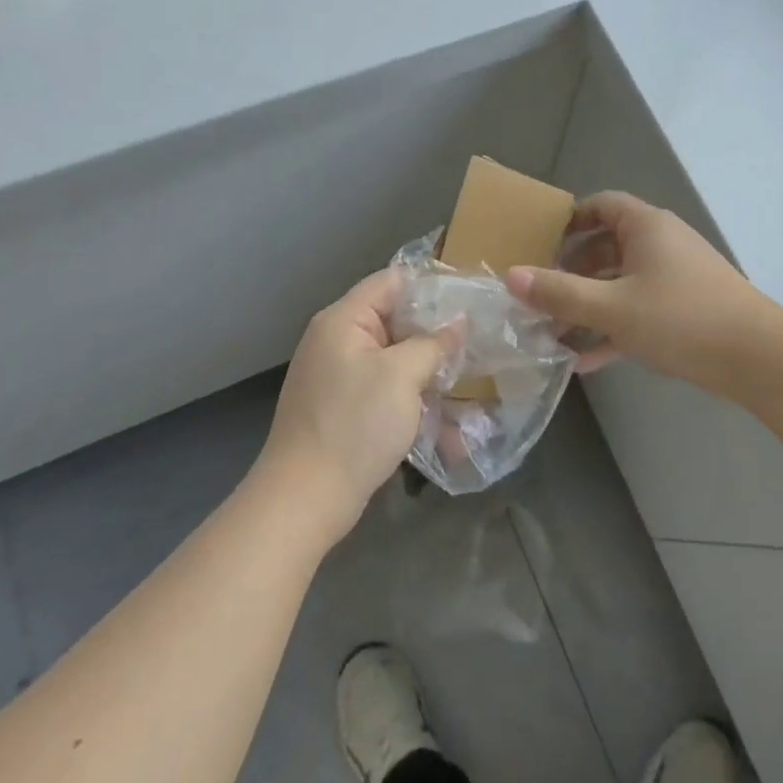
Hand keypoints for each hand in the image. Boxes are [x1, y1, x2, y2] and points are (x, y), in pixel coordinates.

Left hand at [261, 270, 456, 541]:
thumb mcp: (402, 376)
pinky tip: (447, 421)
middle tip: (477, 342)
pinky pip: (386, 390)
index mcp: (344, 321)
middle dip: (436, 333)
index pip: (392, 282)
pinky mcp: (344, 409)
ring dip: (429, 370)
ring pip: (395, 359)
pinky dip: (413, 399)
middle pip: (395, 320)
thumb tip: (459, 321)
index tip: (470, 299)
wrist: (305, 500)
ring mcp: (339, 377)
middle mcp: (337, 341)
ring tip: (470, 380)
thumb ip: (434, 343)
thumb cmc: (354, 425)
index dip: (431, 286)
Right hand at [504, 191, 770, 387]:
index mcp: (646, 226)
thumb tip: (511, 276)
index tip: (540, 242)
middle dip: (572, 271)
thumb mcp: (612, 306)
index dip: (569, 220)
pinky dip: (614, 328)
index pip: (601, 205)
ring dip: (589, 305)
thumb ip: (560, 292)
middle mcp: (662, 243)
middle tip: (540, 294)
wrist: (757, 357)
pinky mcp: (686, 310)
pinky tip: (586, 362)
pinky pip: (639, 311)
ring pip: (621, 283)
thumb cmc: (679, 317)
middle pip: (607, 246)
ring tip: (553, 332)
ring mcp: (676, 278)